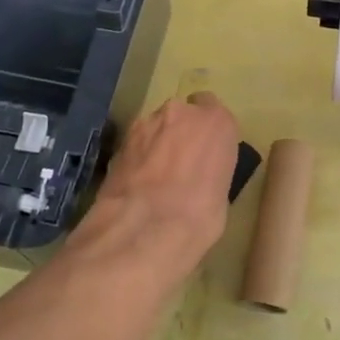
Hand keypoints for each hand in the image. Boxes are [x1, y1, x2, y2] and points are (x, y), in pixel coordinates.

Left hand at [80, 92, 239, 275]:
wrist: (145, 229)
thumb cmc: (200, 215)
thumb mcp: (221, 194)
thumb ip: (211, 171)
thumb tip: (199, 180)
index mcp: (217, 122)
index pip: (213, 110)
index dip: (207, 131)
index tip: (205, 151)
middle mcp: (181, 112)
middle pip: (182, 115)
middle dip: (180, 134)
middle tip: (179, 166)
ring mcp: (146, 124)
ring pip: (155, 128)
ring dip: (156, 144)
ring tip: (154, 178)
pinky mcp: (119, 142)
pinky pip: (135, 144)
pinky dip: (137, 157)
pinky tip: (136, 183)